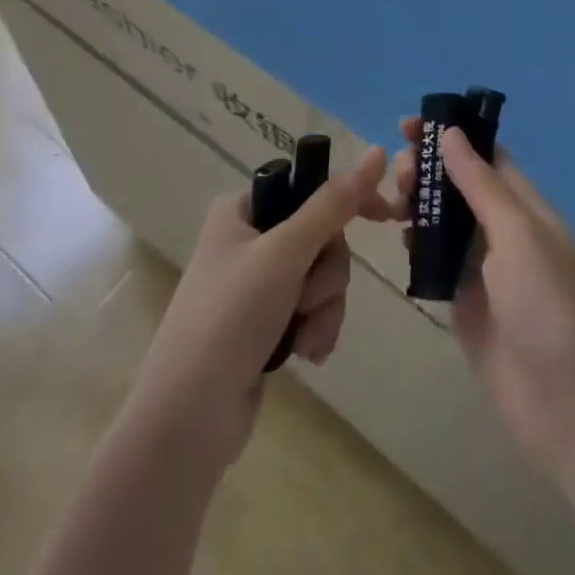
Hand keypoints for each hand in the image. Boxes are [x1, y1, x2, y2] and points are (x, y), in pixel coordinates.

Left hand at [128, 146, 390, 470]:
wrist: (188, 419)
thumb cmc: (230, 318)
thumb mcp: (284, 253)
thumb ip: (331, 206)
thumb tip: (375, 154)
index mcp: (242, 209)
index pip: (308, 186)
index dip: (350, 198)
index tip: (387, 216)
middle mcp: (248, 239)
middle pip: (321, 237)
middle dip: (327, 274)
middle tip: (309, 299)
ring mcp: (256, 284)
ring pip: (321, 277)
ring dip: (324, 308)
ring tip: (304, 339)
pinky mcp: (265, 323)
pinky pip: (311, 310)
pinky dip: (315, 329)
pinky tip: (305, 356)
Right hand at [392, 118, 574, 478]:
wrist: (572, 409)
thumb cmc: (550, 307)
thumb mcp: (519, 235)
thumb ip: (481, 183)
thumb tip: (451, 132)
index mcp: (526, 207)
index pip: (486, 156)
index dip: (452, 136)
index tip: (410, 125)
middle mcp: (504, 231)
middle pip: (460, 185)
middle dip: (429, 169)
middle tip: (399, 172)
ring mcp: (484, 269)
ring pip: (444, 221)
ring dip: (419, 203)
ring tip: (393, 202)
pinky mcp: (465, 304)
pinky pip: (436, 261)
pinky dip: (416, 244)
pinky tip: (399, 237)